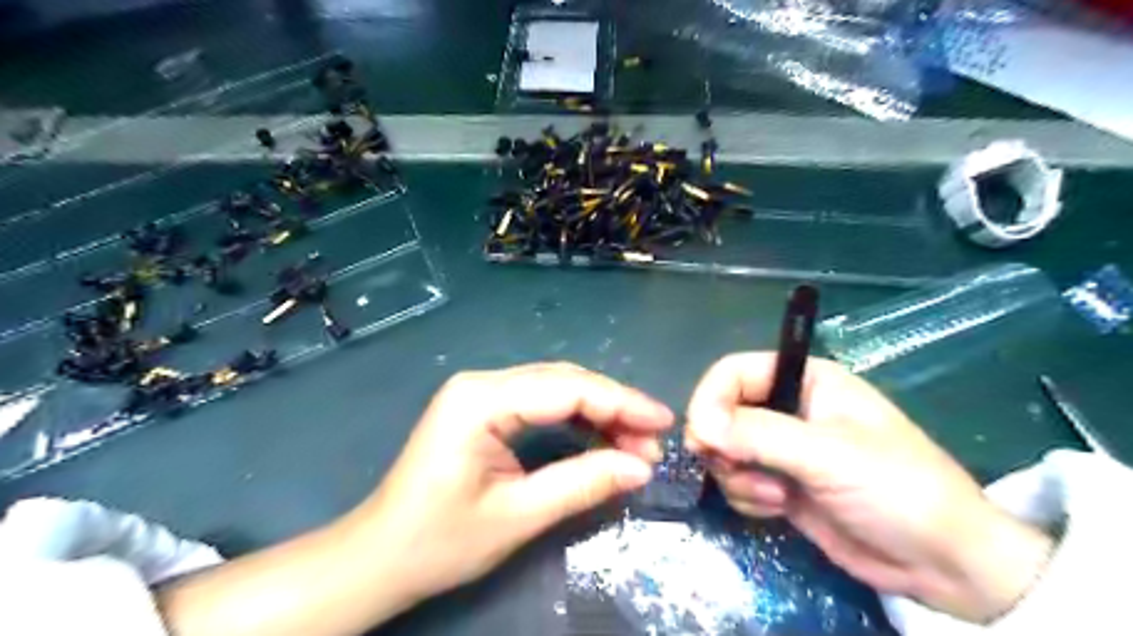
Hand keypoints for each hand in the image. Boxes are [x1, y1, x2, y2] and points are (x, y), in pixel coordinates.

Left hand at [354, 363, 670, 606]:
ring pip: (556, 388)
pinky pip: (540, 402)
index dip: (620, 403)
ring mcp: (480, 392)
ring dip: (598, 412)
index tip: (663, 422)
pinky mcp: (483, 407)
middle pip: (564, 382)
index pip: (566, 389)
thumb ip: (582, 484)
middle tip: (654, 439)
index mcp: (480, 400)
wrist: (380, 556)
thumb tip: (641, 467)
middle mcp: (481, 382)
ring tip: (635, 443)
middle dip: (614, 407)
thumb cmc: (438, 541)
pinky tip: (601, 438)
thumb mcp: (517, 516)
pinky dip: (576, 418)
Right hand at [681, 356, 1053, 623]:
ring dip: (738, 476)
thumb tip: (698, 425)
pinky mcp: (779, 484)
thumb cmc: (898, 490)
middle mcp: (788, 408)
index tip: (701, 436)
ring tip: (776, 496)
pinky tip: (779, 509)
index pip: (735, 372)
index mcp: (805, 380)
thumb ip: (759, 435)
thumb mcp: (828, 455)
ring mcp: (782, 449)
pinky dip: (747, 496)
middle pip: (721, 411)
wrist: (944, 565)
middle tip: (736, 469)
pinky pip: (737, 480)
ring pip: (724, 450)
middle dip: (723, 445)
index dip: (711, 399)